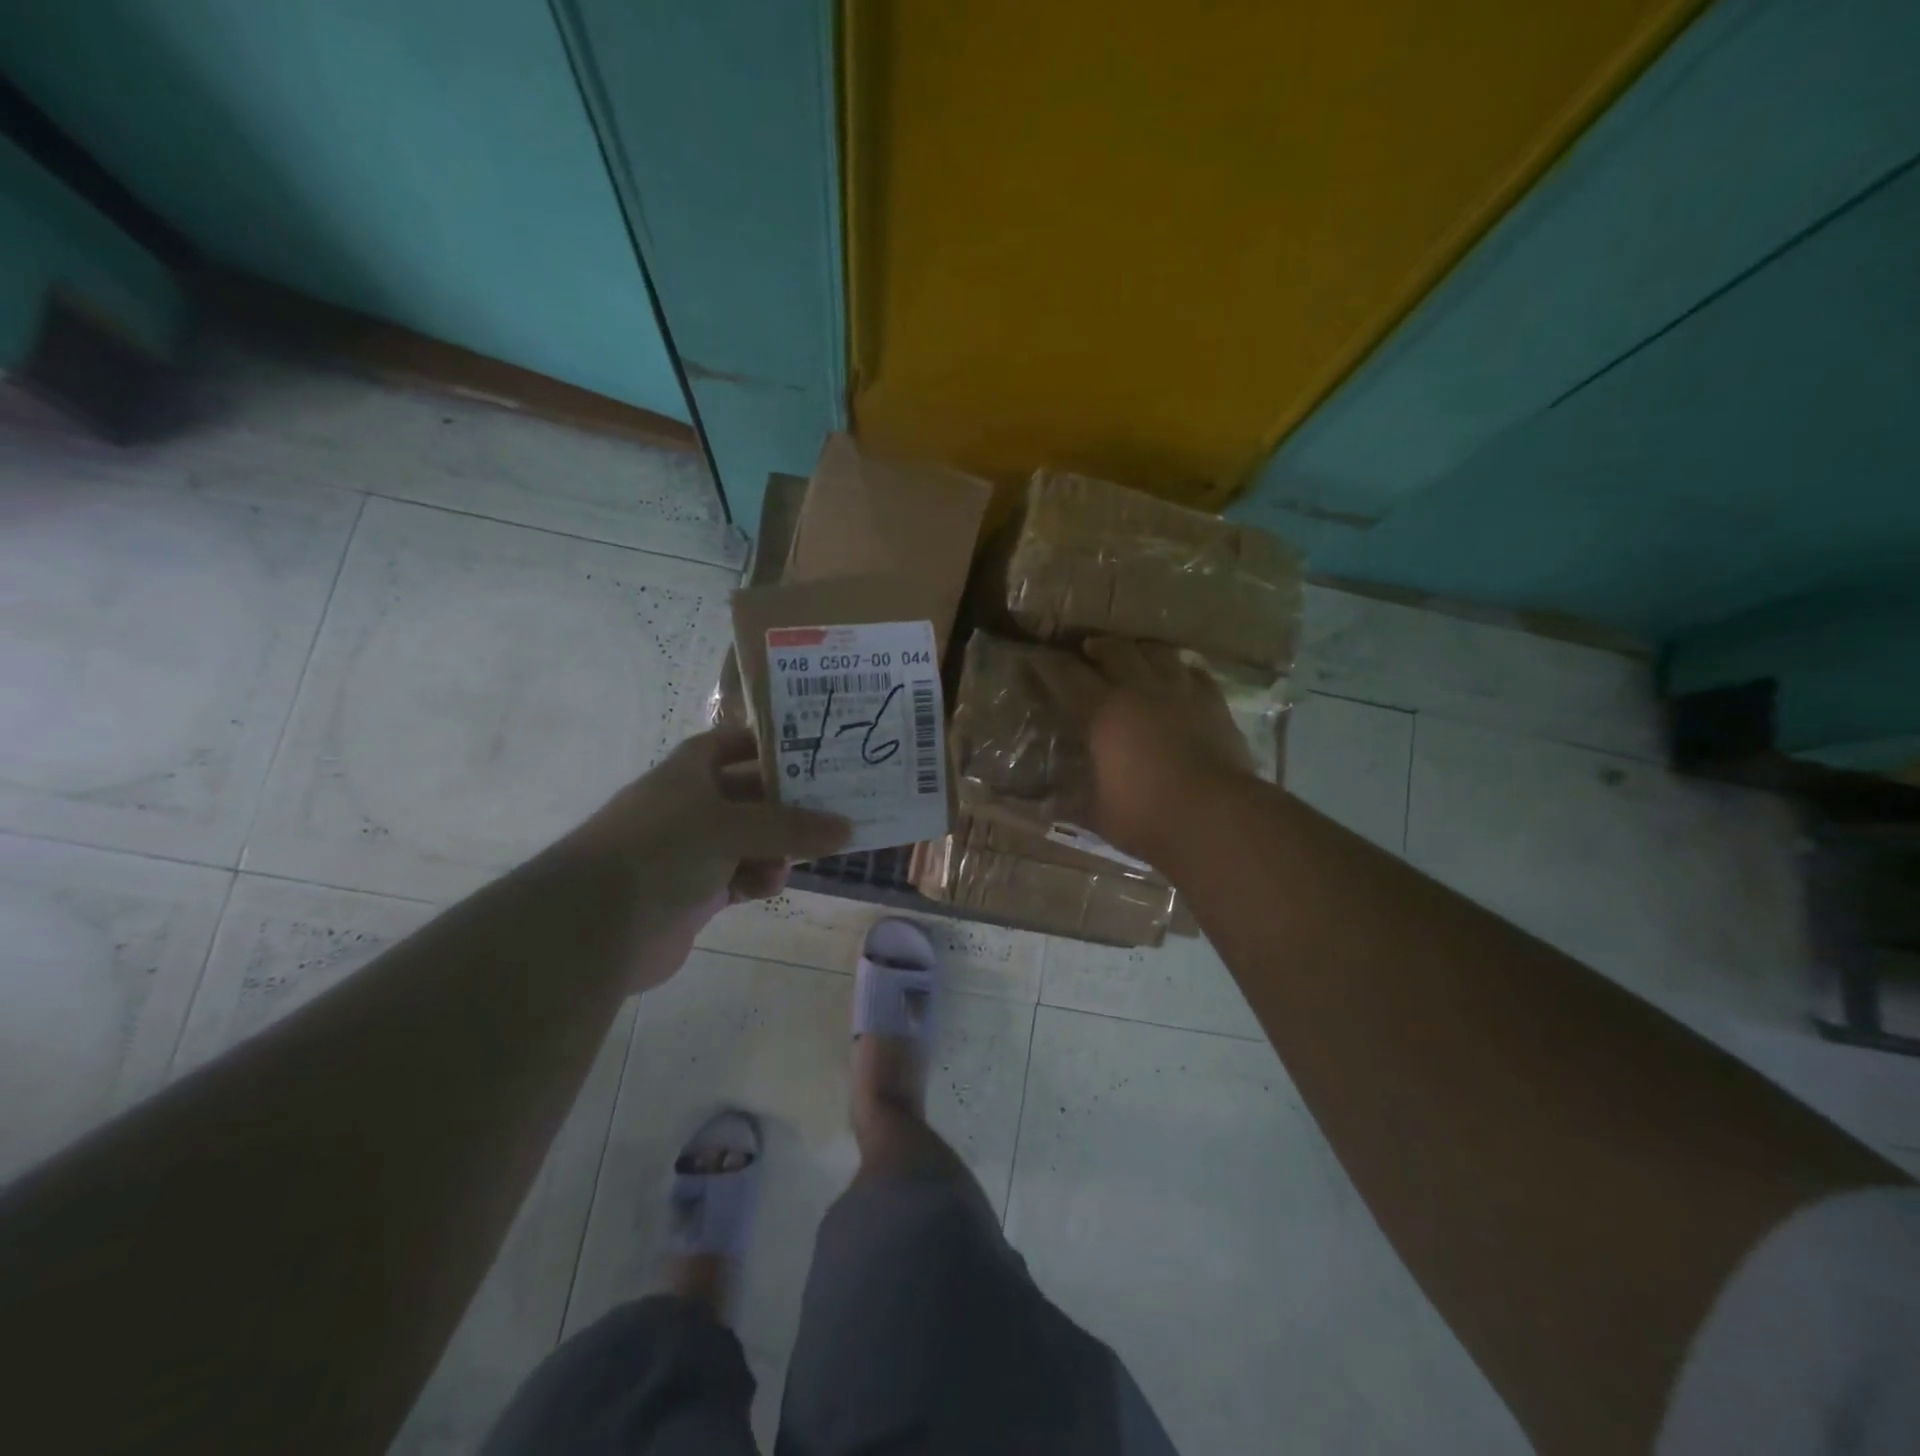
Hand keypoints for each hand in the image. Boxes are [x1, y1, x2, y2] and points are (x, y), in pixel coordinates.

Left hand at [565, 728, 850, 983]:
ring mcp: (692, 849)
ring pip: (751, 838)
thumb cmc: (664, 849)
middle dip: (788, 804)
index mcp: (689, 770)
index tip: (816, 751)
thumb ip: (791, 826)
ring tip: (797, 858)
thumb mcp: (732, 826)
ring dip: (777, 847)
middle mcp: (691, 804)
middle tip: (835, 809)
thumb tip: (848, 827)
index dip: (771, 743)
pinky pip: (740, 875)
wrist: (598, 924)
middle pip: (751, 794)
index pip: (736, 742)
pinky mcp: (695, 890)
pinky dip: (758, 879)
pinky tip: (768, 887)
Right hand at [1031, 638, 1252, 860]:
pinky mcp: (1215, 705)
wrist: (1214, 817)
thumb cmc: (1144, 815)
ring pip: (1159, 654)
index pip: (1067, 677)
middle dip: (1098, 646)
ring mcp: (1182, 694)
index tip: (1035, 659)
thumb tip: (1046, 805)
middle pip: (1116, 651)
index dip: (1048, 666)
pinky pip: (1197, 674)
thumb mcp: (1096, 814)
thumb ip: (1071, 803)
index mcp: (1103, 713)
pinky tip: (1182, 676)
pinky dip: (1183, 671)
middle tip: (1089, 649)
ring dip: (1142, 650)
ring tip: (1136, 654)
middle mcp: (1140, 691)